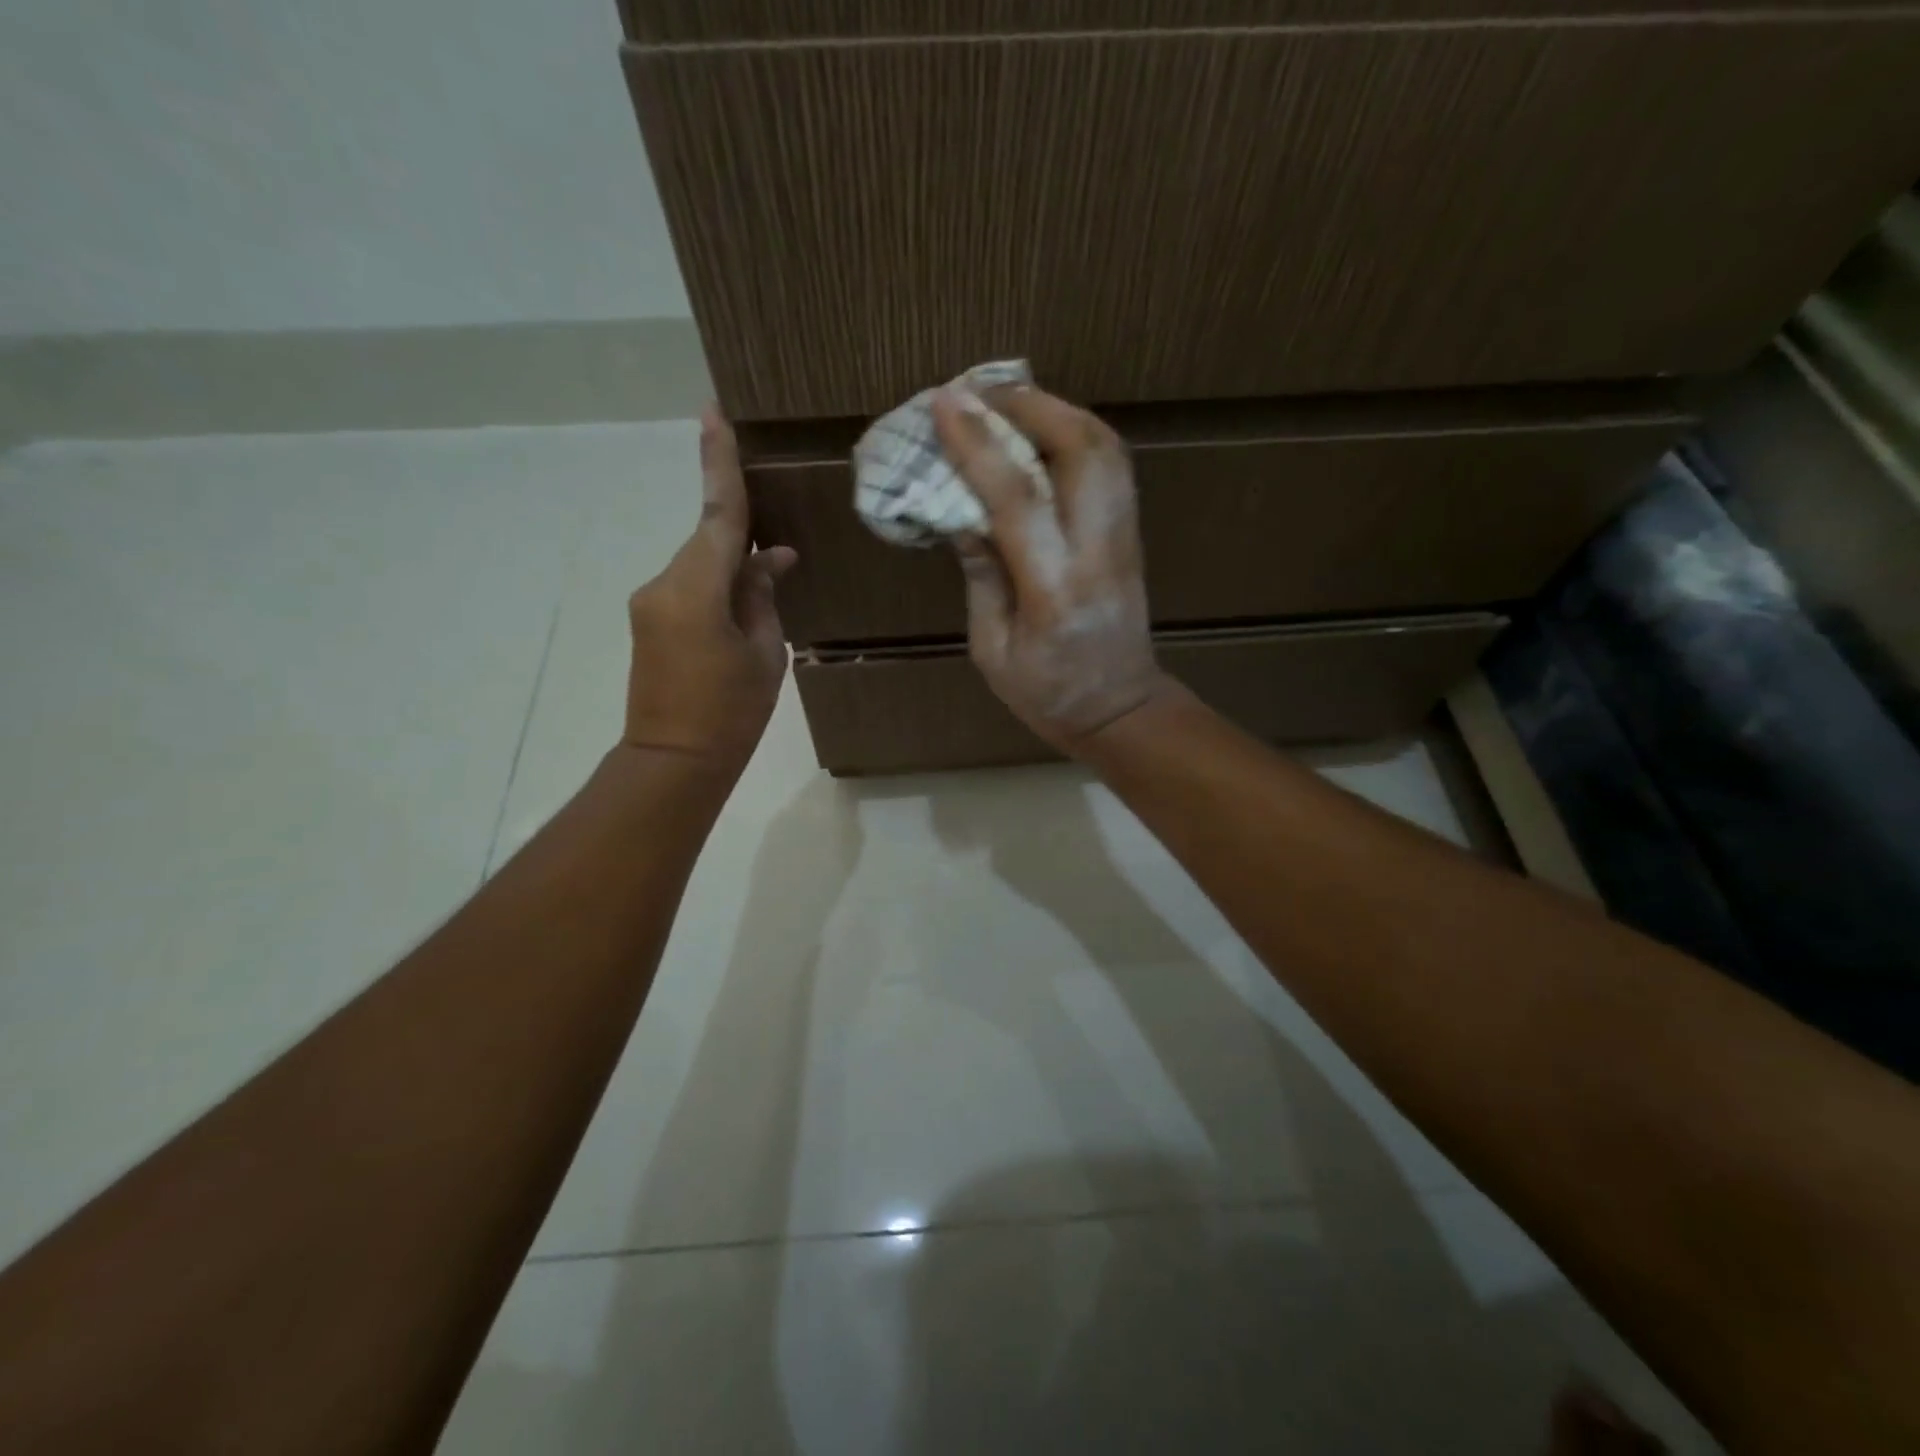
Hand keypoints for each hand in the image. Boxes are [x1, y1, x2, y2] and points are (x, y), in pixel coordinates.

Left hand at [623, 406, 795, 771]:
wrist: (674, 762)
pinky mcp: (650, 620)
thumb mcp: (765, 653)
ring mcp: (651, 602)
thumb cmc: (731, 713)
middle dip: (742, 535)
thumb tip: (770, 559)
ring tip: (769, 586)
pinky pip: (689, 585)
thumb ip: (763, 596)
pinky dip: (717, 585)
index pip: (715, 514)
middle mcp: (663, 584)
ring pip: (699, 564)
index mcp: (695, 590)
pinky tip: (744, 606)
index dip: (718, 462)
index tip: (712, 412)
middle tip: (781, 548)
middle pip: (707, 539)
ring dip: (732, 567)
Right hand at [930, 383, 1171, 753]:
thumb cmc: (1048, 695)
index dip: (979, 444)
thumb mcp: (993, 651)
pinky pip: (1112, 466)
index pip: (1018, 498)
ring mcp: (1124, 539)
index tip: (945, 403)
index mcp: (1054, 590)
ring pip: (1106, 449)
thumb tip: (964, 515)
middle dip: (1030, 405)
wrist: (1122, 710)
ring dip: (1058, 410)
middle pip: (1083, 450)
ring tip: (1009, 401)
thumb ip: (981, 578)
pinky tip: (1043, 431)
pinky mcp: (1131, 536)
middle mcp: (1098, 552)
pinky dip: (1078, 433)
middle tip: (980, 391)